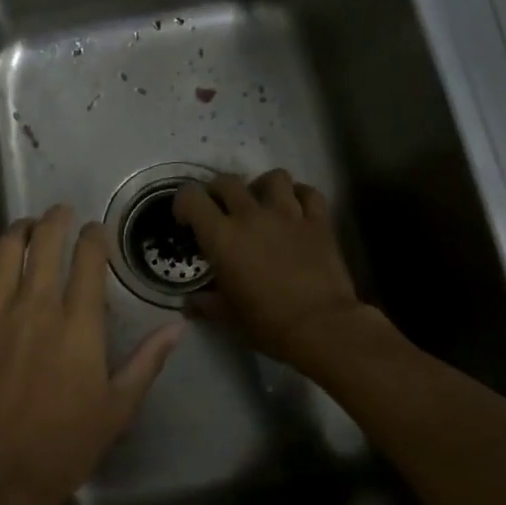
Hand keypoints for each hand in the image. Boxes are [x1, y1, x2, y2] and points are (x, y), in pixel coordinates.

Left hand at [0, 205, 183, 504]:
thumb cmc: (63, 448)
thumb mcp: (118, 408)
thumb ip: (148, 361)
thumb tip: (178, 325)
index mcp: (79, 324)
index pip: (89, 259)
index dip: (94, 236)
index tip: (95, 230)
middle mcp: (37, 305)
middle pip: (47, 242)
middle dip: (57, 219)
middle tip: (61, 212)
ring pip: (6, 249)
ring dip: (19, 229)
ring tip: (26, 225)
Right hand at [174, 169, 374, 368]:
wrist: (321, 327)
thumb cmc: (267, 323)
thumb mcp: (228, 316)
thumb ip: (206, 304)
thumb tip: (190, 303)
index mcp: (222, 236)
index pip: (192, 197)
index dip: (184, 202)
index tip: (187, 219)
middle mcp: (251, 215)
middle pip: (227, 181)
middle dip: (217, 191)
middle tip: (220, 210)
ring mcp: (288, 214)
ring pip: (274, 177)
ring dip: (263, 186)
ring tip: (262, 203)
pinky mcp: (319, 221)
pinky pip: (309, 192)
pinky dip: (300, 195)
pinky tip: (296, 208)